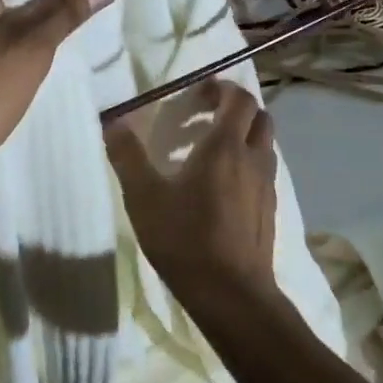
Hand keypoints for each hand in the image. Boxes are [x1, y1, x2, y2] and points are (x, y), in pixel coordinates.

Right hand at [104, 79, 281, 318]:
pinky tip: (219, 186)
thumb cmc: (186, 238)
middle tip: (203, 116)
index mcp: (225, 146)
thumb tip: (113, 120)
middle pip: (258, 116)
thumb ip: (127, 156)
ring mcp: (267, 185)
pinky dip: (246, 162)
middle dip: (234, 108)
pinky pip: (263, 170)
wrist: (232, 294)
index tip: (197, 93)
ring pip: (263, 143)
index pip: (239, 99)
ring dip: (242, 135)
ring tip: (208, 150)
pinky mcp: (269, 210)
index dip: (221, 88)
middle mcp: (253, 158)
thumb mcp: (144, 197)